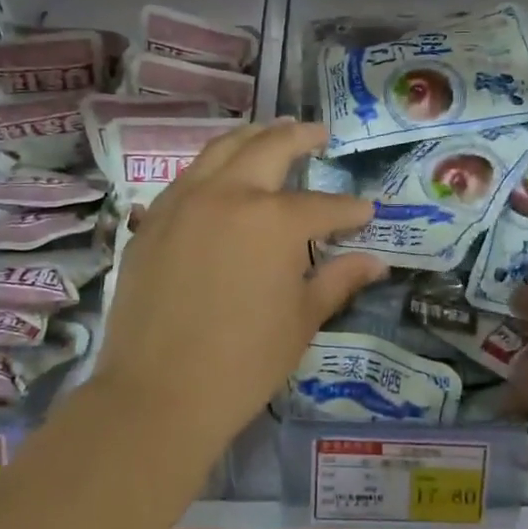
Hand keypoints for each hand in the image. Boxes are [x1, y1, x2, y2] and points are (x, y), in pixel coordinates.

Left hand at [93, 120, 386, 447]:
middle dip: (301, 138)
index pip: (324, 206)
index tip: (366, 212)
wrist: (158, 394)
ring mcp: (183, 202)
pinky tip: (222, 177)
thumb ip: (339, 280)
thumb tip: (375, 262)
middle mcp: (228, 194)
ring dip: (253, 137)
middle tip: (319, 134)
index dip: (349, 210)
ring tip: (272, 134)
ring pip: (221, 149)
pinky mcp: (152, 220)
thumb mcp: (302, 320)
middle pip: (269, 148)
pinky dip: (213, 166)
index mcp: (274, 220)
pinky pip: (188, 177)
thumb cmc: (243, 363)